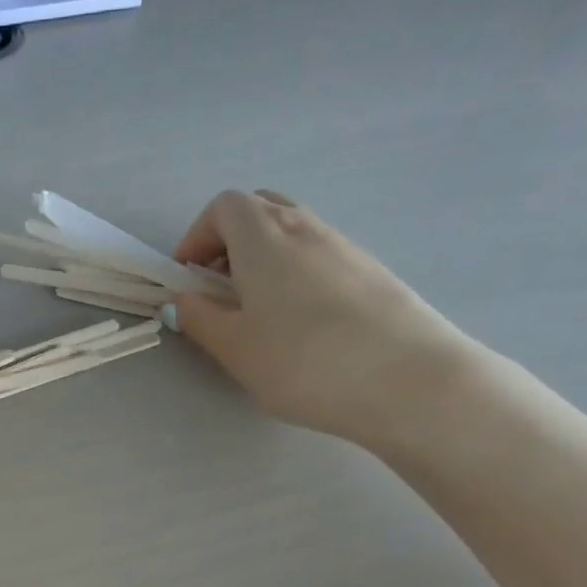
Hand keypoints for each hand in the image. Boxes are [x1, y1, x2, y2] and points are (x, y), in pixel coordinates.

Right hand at [170, 191, 478, 443]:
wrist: (405, 379)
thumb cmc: (302, 361)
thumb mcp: (235, 347)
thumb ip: (200, 318)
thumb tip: (181, 298)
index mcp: (264, 237)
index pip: (223, 207)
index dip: (197, 237)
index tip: (187, 279)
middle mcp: (305, 227)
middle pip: (260, 210)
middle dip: (229, 241)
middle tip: (218, 290)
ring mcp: (343, 246)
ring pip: (292, 233)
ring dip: (263, 259)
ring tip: (257, 312)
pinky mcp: (370, 271)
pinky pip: (318, 255)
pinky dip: (295, 274)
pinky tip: (299, 324)